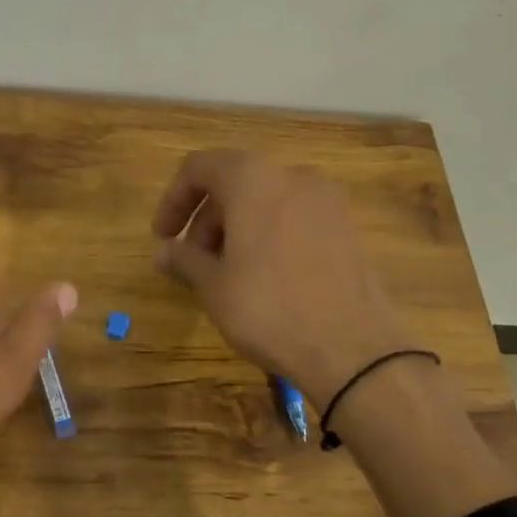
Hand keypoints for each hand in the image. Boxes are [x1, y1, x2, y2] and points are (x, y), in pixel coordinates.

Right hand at [153, 150, 516, 516]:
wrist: (354, 350)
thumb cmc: (270, 309)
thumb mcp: (214, 286)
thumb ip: (184, 259)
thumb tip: (163, 252)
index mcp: (253, 179)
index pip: (199, 167)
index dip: (174, 199)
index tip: (163, 236)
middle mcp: (293, 175)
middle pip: (235, 181)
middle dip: (206, 217)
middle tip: (192, 260)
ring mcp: (327, 200)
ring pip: (267, 199)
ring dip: (237, 226)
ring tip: (226, 271)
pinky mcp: (348, 226)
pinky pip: (295, 215)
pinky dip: (270, 232)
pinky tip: (264, 275)